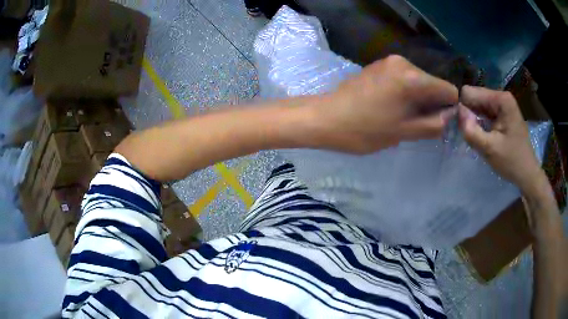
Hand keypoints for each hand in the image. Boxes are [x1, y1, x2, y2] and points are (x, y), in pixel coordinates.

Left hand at [313, 55, 457, 153]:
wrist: (325, 118)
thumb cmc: (365, 129)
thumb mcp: (404, 132)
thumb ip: (433, 124)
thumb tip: (450, 114)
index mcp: (413, 78)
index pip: (448, 90)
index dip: (448, 108)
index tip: (436, 121)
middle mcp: (404, 62)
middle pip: (433, 84)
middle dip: (431, 104)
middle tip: (414, 123)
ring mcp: (389, 61)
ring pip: (419, 81)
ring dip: (417, 99)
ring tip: (399, 115)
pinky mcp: (379, 64)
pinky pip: (404, 78)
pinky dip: (405, 92)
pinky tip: (390, 105)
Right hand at [458, 85, 543, 192]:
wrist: (527, 174)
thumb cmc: (512, 161)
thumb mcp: (490, 149)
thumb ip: (471, 131)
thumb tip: (457, 113)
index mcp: (500, 99)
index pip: (469, 93)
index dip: (463, 109)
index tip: (465, 128)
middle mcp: (501, 96)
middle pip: (474, 98)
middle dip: (469, 115)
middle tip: (472, 136)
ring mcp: (502, 104)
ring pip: (478, 106)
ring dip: (474, 120)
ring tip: (478, 137)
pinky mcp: (503, 113)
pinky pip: (484, 113)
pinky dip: (480, 123)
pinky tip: (484, 136)